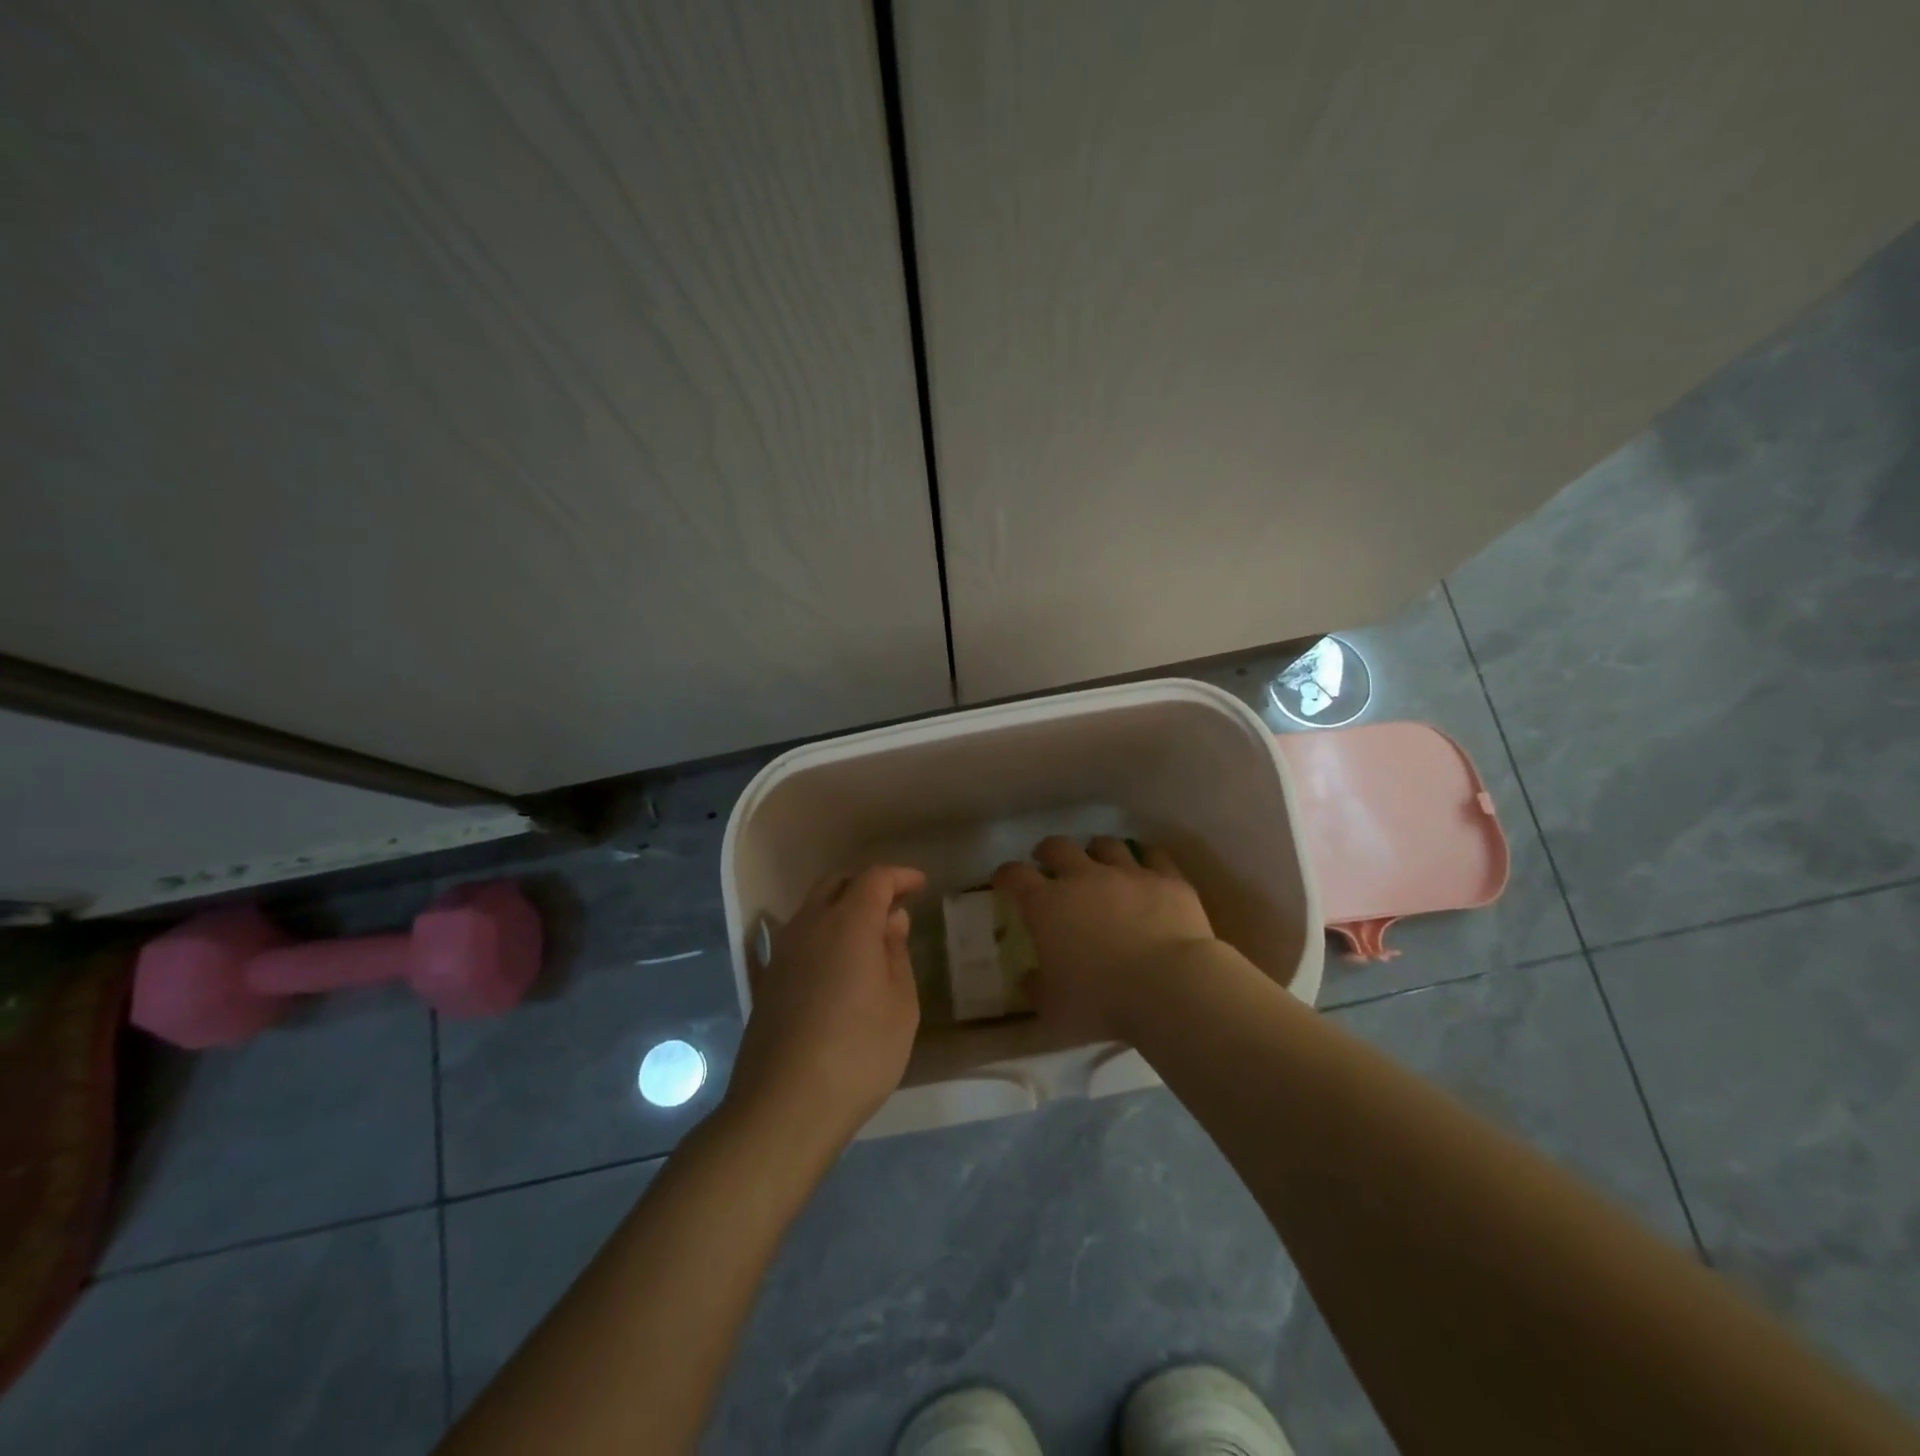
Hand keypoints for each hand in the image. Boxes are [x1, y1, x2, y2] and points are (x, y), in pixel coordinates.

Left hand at [726, 865, 926, 1148]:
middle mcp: (809, 925)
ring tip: (870, 935)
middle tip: (894, 905)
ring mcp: (782, 953)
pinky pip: (799, 937)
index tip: (920, 885)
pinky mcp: (767, 980)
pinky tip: (837, 963)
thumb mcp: (900, 1005)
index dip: (899, 876)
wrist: (783, 1106)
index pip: (874, 878)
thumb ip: (896, 953)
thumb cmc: (859, 1053)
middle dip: (867, 885)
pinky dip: (823, 933)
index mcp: (848, 923)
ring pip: (812, 908)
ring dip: (842, 908)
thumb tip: (891, 920)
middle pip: (836, 883)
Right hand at [993, 836, 1216, 1042]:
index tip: (1004, 881)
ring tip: (1098, 861)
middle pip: (1058, 847)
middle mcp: (1083, 877)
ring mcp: (1127, 874)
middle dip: (1048, 852)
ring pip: (1106, 845)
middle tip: (1048, 862)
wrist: (1169, 987)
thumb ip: (1037, 990)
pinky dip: (1147, 859)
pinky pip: (1154, 856)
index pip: (1015, 876)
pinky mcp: (1166, 879)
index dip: (1006, 875)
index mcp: (1047, 905)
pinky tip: (1147, 869)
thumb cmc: (1102, 1002)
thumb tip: (1029, 979)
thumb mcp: (1055, 1011)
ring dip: (1097, 851)